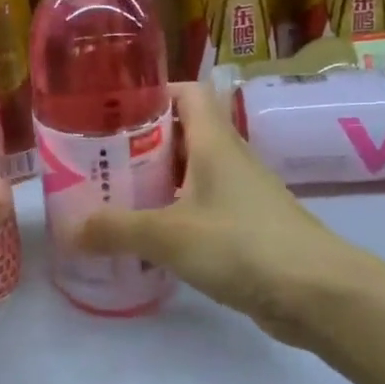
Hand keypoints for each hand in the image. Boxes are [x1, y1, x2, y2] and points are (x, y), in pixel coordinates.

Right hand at [75, 82, 368, 351]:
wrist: (316, 292)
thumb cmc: (242, 244)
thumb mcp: (169, 235)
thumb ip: (116, 229)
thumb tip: (68, 230)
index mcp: (215, 141)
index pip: (187, 92)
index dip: (153, 91)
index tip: (113, 107)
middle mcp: (230, 159)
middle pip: (184, 133)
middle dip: (142, 142)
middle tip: (99, 159)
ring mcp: (241, 194)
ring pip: (192, 173)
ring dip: (157, 181)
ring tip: (114, 196)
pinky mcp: (247, 228)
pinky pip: (203, 208)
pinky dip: (176, 214)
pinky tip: (150, 237)